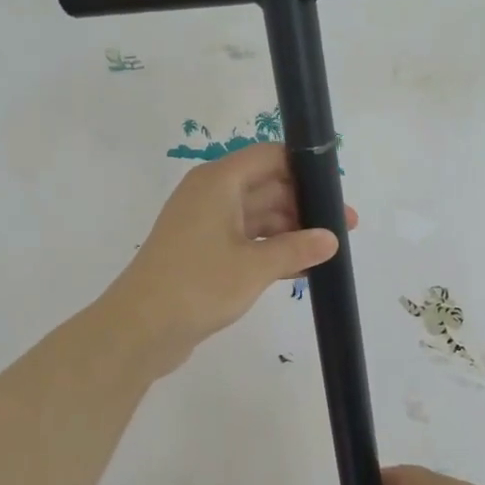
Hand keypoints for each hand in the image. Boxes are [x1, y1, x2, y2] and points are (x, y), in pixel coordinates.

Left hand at [106, 142, 355, 374]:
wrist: (140, 328)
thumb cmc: (199, 285)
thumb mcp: (255, 266)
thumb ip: (297, 249)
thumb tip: (332, 238)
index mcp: (219, 182)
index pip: (270, 157)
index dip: (305, 168)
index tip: (336, 190)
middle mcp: (211, 195)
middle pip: (267, 186)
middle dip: (304, 205)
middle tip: (344, 228)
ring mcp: (204, 225)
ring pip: (258, 216)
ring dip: (291, 231)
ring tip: (328, 251)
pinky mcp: (202, 252)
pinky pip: (246, 241)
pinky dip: (271, 250)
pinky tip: (302, 269)